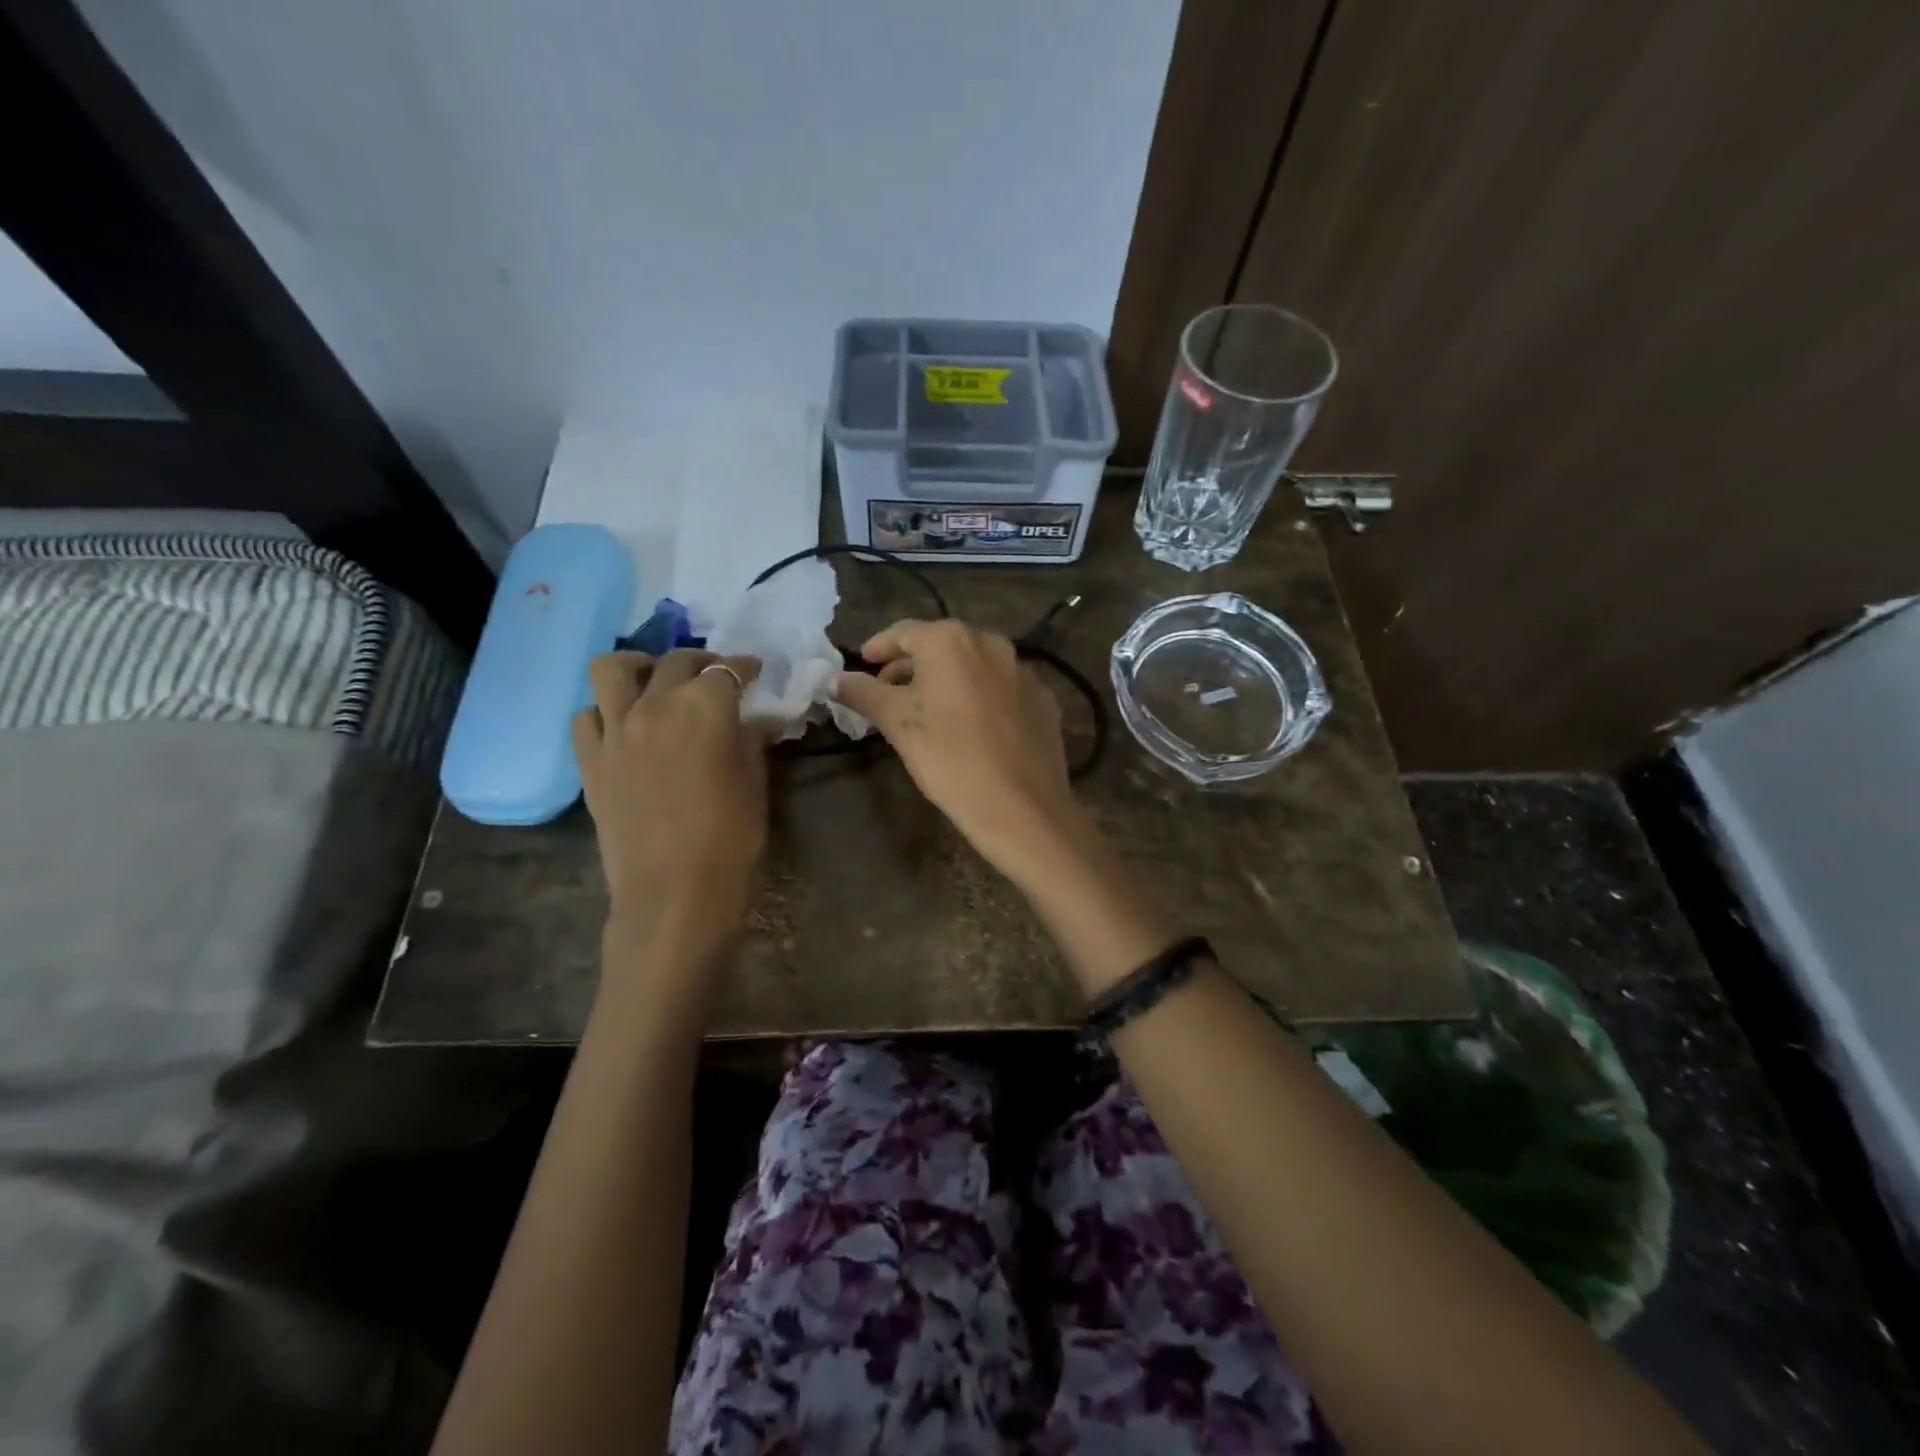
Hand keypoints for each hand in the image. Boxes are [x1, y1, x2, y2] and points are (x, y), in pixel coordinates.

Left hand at [572, 650, 767, 956]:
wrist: (674, 891)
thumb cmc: (730, 837)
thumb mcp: (754, 783)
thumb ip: (752, 741)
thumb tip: (760, 721)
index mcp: (704, 707)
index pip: (729, 670)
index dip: (746, 667)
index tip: (755, 671)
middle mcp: (655, 704)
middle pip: (676, 662)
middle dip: (701, 662)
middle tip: (715, 677)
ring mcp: (615, 730)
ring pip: (613, 669)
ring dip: (638, 667)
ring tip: (654, 682)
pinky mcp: (590, 759)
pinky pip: (586, 716)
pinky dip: (605, 711)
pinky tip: (624, 727)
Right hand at [832, 619, 1079, 881]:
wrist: (1021, 805)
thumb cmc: (948, 757)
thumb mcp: (897, 723)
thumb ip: (862, 693)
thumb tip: (832, 678)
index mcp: (950, 639)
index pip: (903, 632)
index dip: (878, 648)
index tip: (864, 663)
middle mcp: (991, 642)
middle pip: (940, 645)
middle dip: (911, 665)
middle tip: (889, 690)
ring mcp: (1023, 670)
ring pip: (973, 665)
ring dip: (946, 680)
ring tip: (928, 709)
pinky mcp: (1043, 699)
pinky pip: (1001, 688)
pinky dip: (980, 696)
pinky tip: (971, 725)